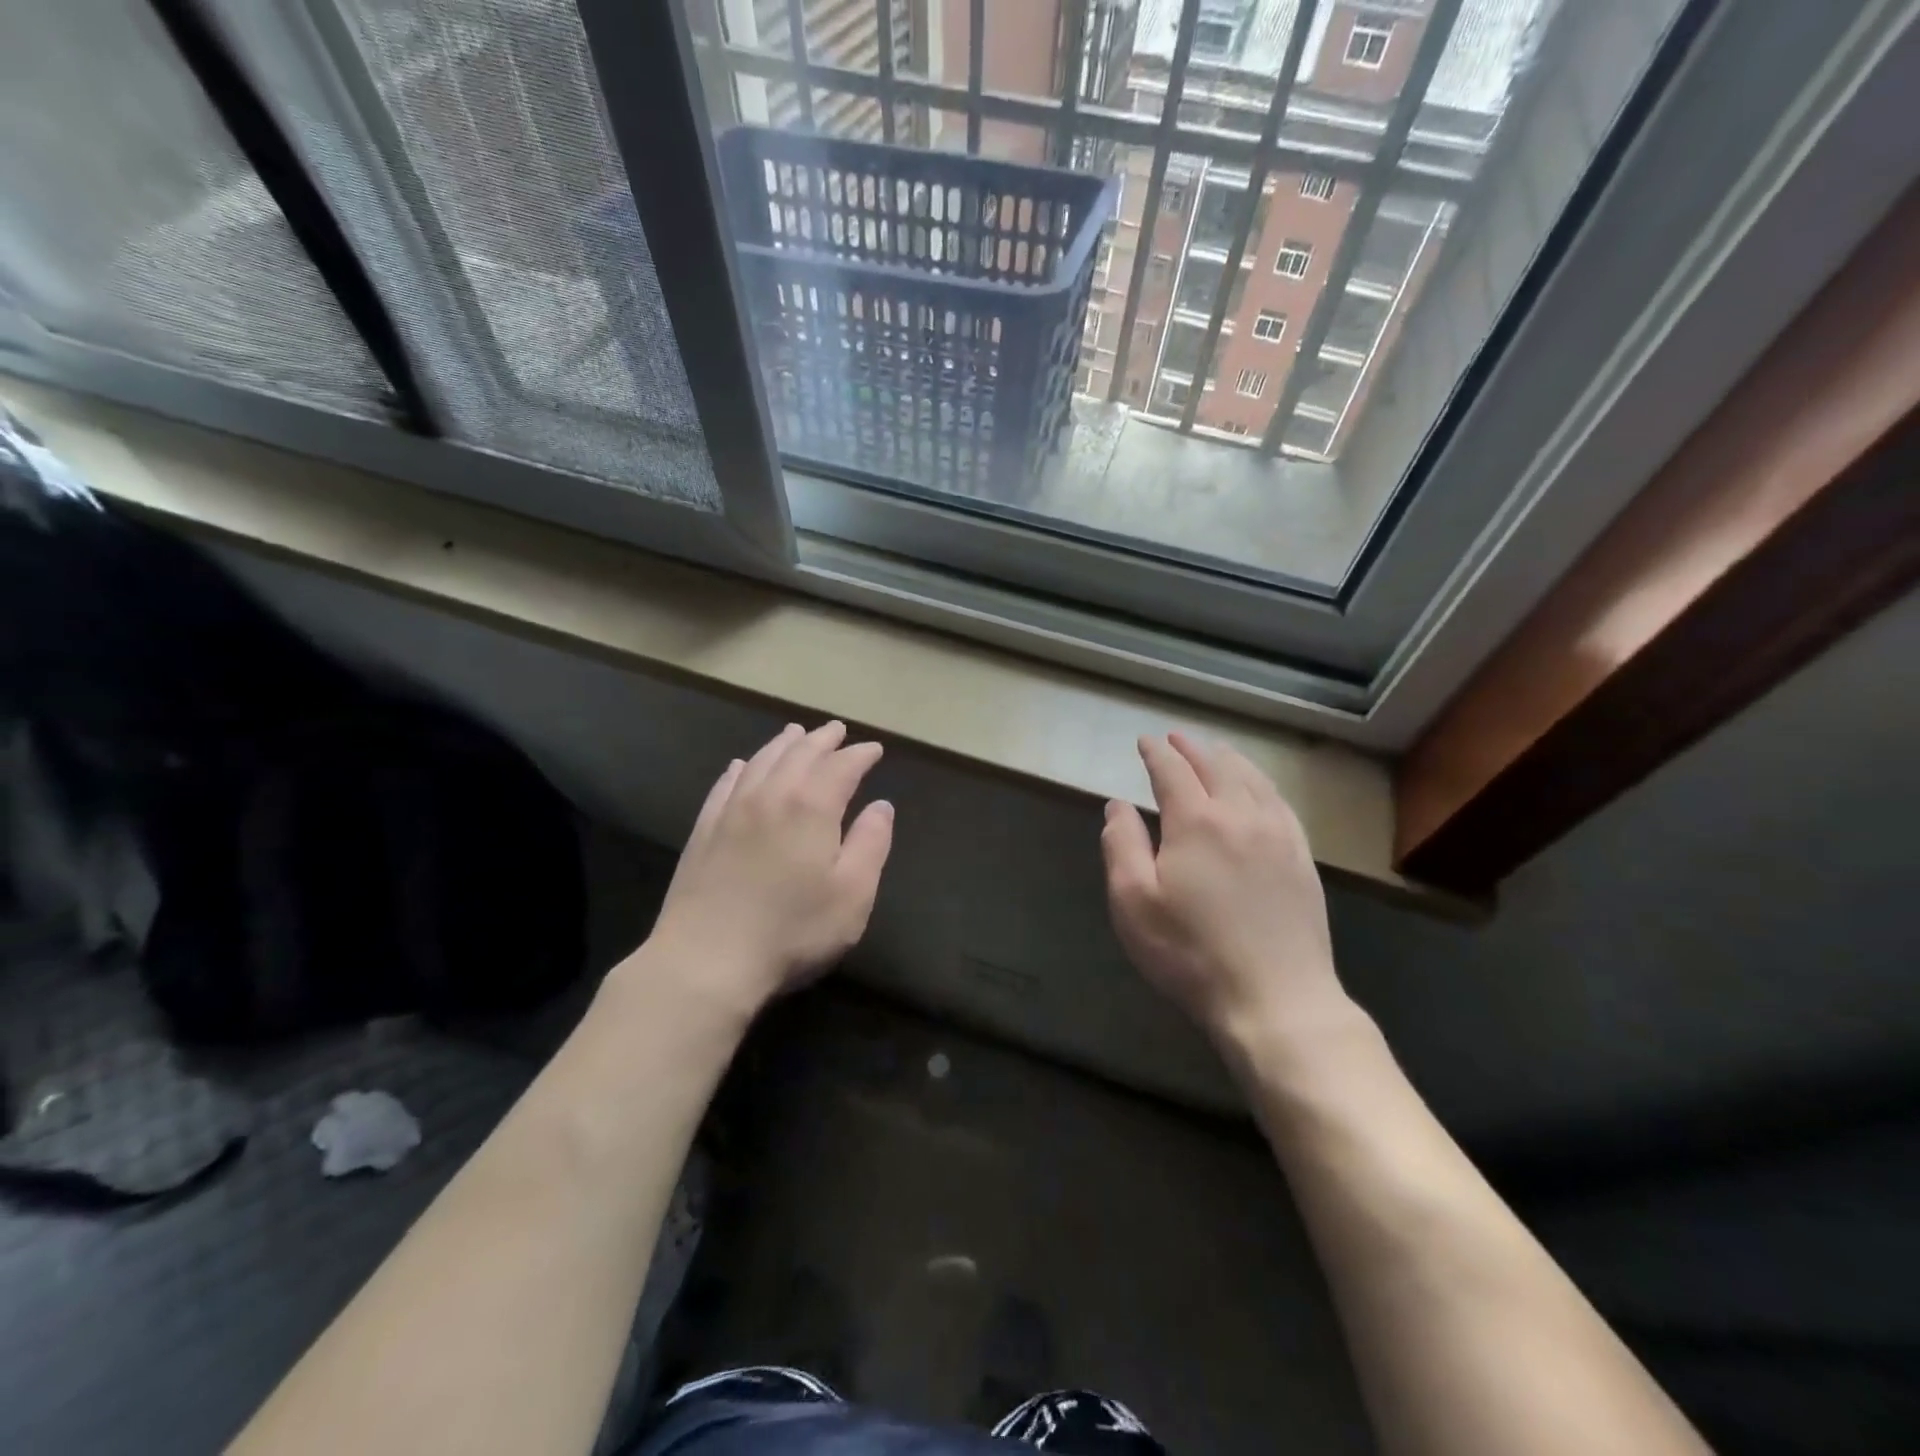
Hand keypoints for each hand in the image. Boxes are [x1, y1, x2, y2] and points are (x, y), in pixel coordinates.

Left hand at [642, 721, 893, 1018]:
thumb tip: (881, 806)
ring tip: (796, 733)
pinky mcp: (703, 831)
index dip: (860, 755)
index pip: (841, 767)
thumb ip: (871, 844)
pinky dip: (741, 768)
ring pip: (761, 761)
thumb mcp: (852, 894)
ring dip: (783, 744)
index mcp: (811, 807)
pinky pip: (725, 785)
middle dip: (822, 740)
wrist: (705, 960)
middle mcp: (770, 795)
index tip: (874, 750)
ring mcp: (731, 811)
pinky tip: (742, 765)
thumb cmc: (792, 931)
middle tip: (837, 730)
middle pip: (799, 754)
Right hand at [1102, 733, 1346, 1049]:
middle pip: (1215, 766)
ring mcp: (1278, 835)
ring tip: (1215, 751)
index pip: (1172, 771)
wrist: (1274, 999)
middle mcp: (1240, 815)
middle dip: (1191, 748)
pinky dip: (1262, 783)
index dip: (1156, 753)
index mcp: (1196, 822)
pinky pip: (1280, 803)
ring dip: (1228, 759)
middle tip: (1176, 738)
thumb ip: (1121, 845)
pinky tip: (1258, 789)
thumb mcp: (1133, 903)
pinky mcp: (1302, 859)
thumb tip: (1117, 805)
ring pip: (1252, 779)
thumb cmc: (1190, 953)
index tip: (1145, 742)